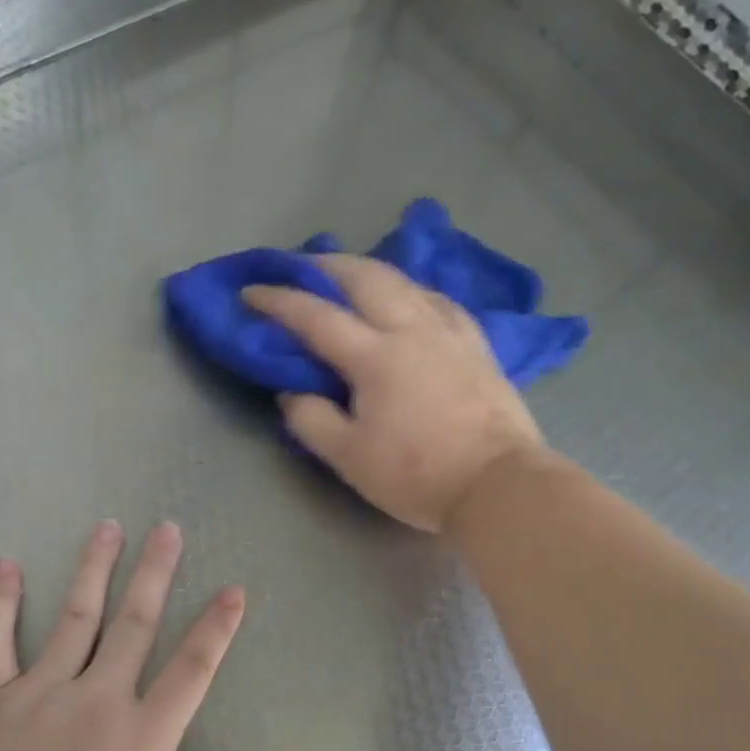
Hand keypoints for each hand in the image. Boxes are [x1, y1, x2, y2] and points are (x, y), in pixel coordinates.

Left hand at [0, 521, 268, 750]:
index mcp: (141, 739)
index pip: (191, 669)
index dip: (216, 627)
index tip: (232, 590)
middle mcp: (95, 701)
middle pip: (134, 624)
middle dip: (155, 572)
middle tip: (167, 528)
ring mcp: (38, 694)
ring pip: (73, 617)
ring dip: (94, 569)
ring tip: (108, 527)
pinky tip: (5, 563)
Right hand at [243, 254, 551, 531]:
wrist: (498, 485)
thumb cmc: (416, 474)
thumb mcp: (348, 457)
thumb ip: (310, 419)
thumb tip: (292, 392)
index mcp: (375, 356)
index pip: (316, 316)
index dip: (278, 301)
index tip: (250, 292)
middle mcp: (412, 330)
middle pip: (365, 278)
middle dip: (326, 265)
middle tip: (299, 266)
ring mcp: (449, 333)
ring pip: (405, 281)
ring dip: (368, 270)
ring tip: (348, 275)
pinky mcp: (477, 345)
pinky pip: (439, 300)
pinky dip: (411, 290)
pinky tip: (409, 297)